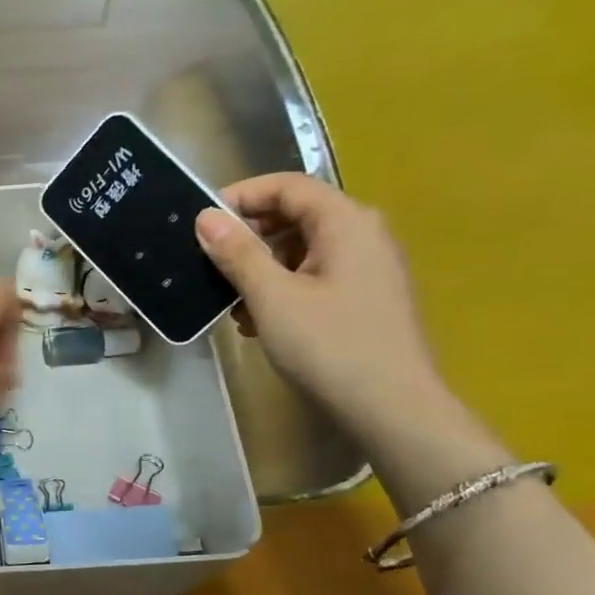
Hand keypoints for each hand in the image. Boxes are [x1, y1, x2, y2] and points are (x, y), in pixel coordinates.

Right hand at [194, 174, 446, 437]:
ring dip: (262, 268)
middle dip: (249, 237)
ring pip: (302, 249)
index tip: (202, 222)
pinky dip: (283, 289)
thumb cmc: (329, 346)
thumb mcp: (272, 297)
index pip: (287, 186)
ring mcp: (368, 267)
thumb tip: (206, 218)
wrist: (392, 408)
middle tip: (210, 265)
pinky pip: (315, 276)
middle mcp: (363, 234)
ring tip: (233, 303)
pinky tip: (261, 322)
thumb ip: (238, 253)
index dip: (241, 196)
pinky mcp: (365, 298)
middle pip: (296, 215)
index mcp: (346, 222)